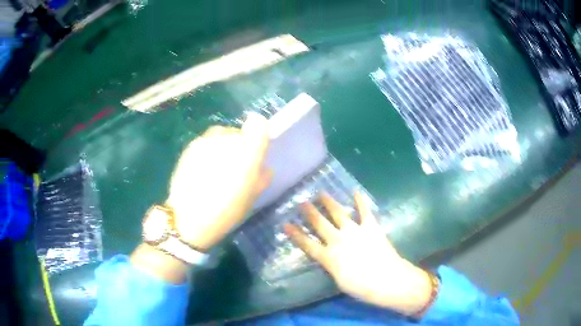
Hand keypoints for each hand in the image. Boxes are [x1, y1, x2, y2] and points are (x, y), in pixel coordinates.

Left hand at [166, 113, 270, 250]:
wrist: (189, 218)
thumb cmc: (226, 211)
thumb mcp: (251, 197)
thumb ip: (262, 177)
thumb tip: (263, 167)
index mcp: (246, 152)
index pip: (258, 124)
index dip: (259, 133)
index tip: (255, 149)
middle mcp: (226, 139)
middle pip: (237, 133)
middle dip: (239, 146)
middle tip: (235, 167)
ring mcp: (205, 141)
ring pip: (220, 136)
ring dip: (222, 148)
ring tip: (217, 169)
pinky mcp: (190, 147)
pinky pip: (205, 143)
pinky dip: (208, 152)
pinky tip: (202, 171)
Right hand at [285, 192, 431, 315]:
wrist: (387, 279)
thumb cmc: (361, 286)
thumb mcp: (339, 281)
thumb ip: (332, 266)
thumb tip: (329, 257)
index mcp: (329, 256)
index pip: (307, 244)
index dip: (295, 234)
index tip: (285, 224)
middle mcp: (338, 240)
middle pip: (320, 224)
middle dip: (310, 213)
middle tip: (302, 202)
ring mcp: (355, 231)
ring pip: (338, 213)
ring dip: (329, 203)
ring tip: (321, 193)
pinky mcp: (371, 227)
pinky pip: (365, 211)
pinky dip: (360, 201)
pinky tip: (356, 192)